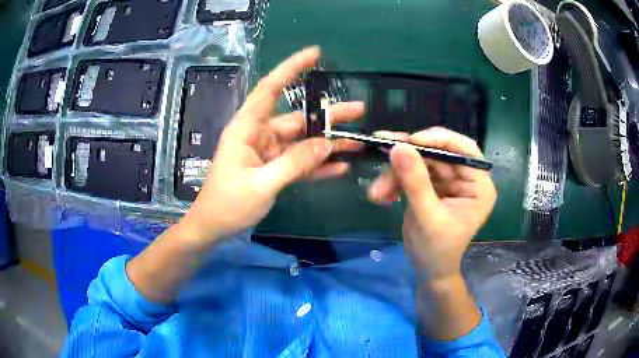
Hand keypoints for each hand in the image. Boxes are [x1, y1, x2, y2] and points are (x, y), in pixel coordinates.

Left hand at [180, 47, 363, 244]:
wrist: (213, 227)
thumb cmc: (228, 204)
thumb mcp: (261, 184)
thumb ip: (295, 163)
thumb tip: (327, 144)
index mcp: (248, 128)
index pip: (270, 89)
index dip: (291, 68)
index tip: (315, 54)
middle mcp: (260, 135)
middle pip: (297, 118)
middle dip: (327, 114)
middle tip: (359, 110)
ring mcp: (268, 152)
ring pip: (303, 141)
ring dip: (328, 143)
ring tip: (358, 141)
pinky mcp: (274, 169)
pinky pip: (300, 162)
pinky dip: (318, 165)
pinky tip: (340, 166)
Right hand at [368, 128, 496, 281]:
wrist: (428, 270)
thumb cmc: (437, 250)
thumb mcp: (427, 217)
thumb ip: (415, 182)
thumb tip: (398, 147)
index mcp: (478, 185)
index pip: (465, 150)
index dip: (440, 139)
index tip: (411, 141)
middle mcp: (465, 178)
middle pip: (437, 153)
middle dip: (408, 159)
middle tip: (381, 153)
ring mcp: (448, 181)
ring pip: (420, 162)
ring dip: (395, 173)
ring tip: (377, 192)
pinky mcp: (431, 186)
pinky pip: (411, 174)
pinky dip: (394, 182)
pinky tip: (382, 196)